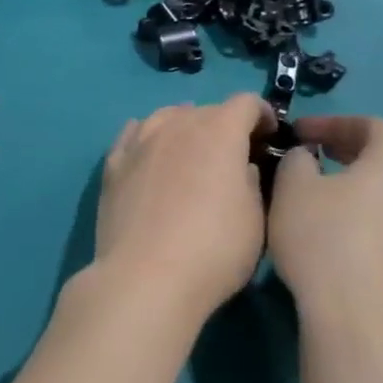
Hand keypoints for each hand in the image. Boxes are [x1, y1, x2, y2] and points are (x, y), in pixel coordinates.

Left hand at [92, 94, 273, 325]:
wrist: (144, 279)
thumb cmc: (213, 250)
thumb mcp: (256, 220)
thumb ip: (252, 182)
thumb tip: (242, 168)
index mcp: (219, 132)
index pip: (246, 103)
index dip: (263, 115)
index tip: (269, 138)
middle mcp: (177, 126)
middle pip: (206, 110)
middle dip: (225, 125)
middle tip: (233, 155)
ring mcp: (140, 143)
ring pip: (166, 117)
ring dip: (185, 127)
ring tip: (191, 151)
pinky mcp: (112, 166)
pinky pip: (133, 136)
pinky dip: (148, 138)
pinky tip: (150, 153)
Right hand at [268, 116, 382, 325]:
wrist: (356, 314)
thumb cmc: (323, 237)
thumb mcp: (293, 187)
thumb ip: (297, 159)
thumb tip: (307, 157)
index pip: (370, 124)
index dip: (331, 122)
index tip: (298, 132)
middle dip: (345, 148)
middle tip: (309, 153)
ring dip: (354, 179)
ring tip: (316, 188)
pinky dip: (361, 206)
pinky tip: (330, 224)